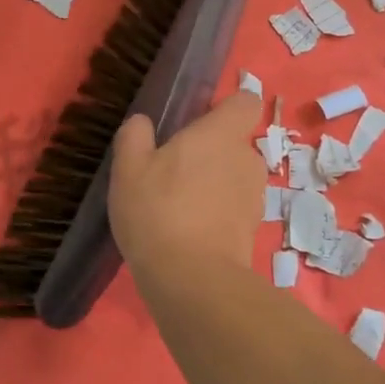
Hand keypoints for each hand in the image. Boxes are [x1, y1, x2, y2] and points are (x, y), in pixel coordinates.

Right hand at [108, 91, 264, 274]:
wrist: (193, 281)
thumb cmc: (159, 211)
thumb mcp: (129, 168)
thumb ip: (134, 136)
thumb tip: (142, 123)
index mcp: (222, 133)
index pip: (245, 102)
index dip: (226, 107)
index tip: (199, 120)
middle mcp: (247, 158)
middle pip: (235, 142)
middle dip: (211, 150)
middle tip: (174, 169)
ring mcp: (255, 196)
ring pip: (235, 176)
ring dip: (215, 184)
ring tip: (179, 205)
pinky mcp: (253, 230)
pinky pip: (234, 208)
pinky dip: (218, 213)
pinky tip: (189, 232)